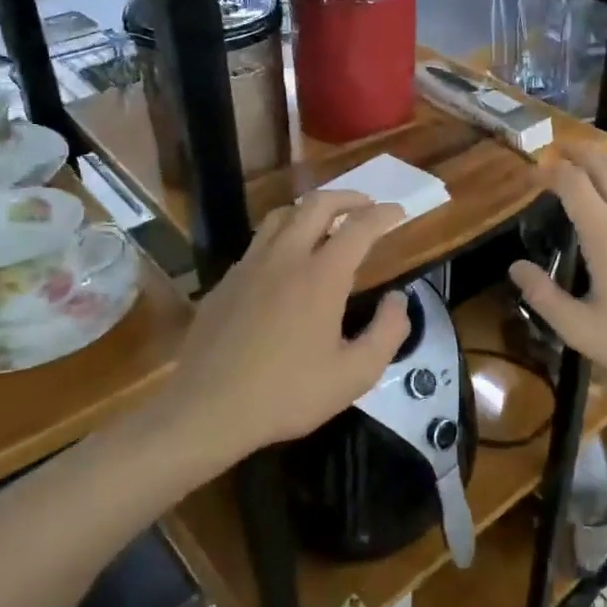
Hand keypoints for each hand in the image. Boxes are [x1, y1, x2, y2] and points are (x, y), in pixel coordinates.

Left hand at [160, 190, 410, 460]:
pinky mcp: (225, 282)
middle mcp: (285, 258)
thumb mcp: (354, 375)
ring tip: (327, 222)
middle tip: (367, 206)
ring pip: (282, 215)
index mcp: (321, 276)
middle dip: (348, 197)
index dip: (383, 214)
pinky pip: (259, 243)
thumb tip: (397, 299)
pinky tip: (286, 262)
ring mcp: (249, 266)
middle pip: (317, 204)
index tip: (399, 212)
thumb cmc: (288, 394)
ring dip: (311, 210)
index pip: (359, 227)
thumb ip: (387, 332)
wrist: (207, 409)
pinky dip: (283, 236)